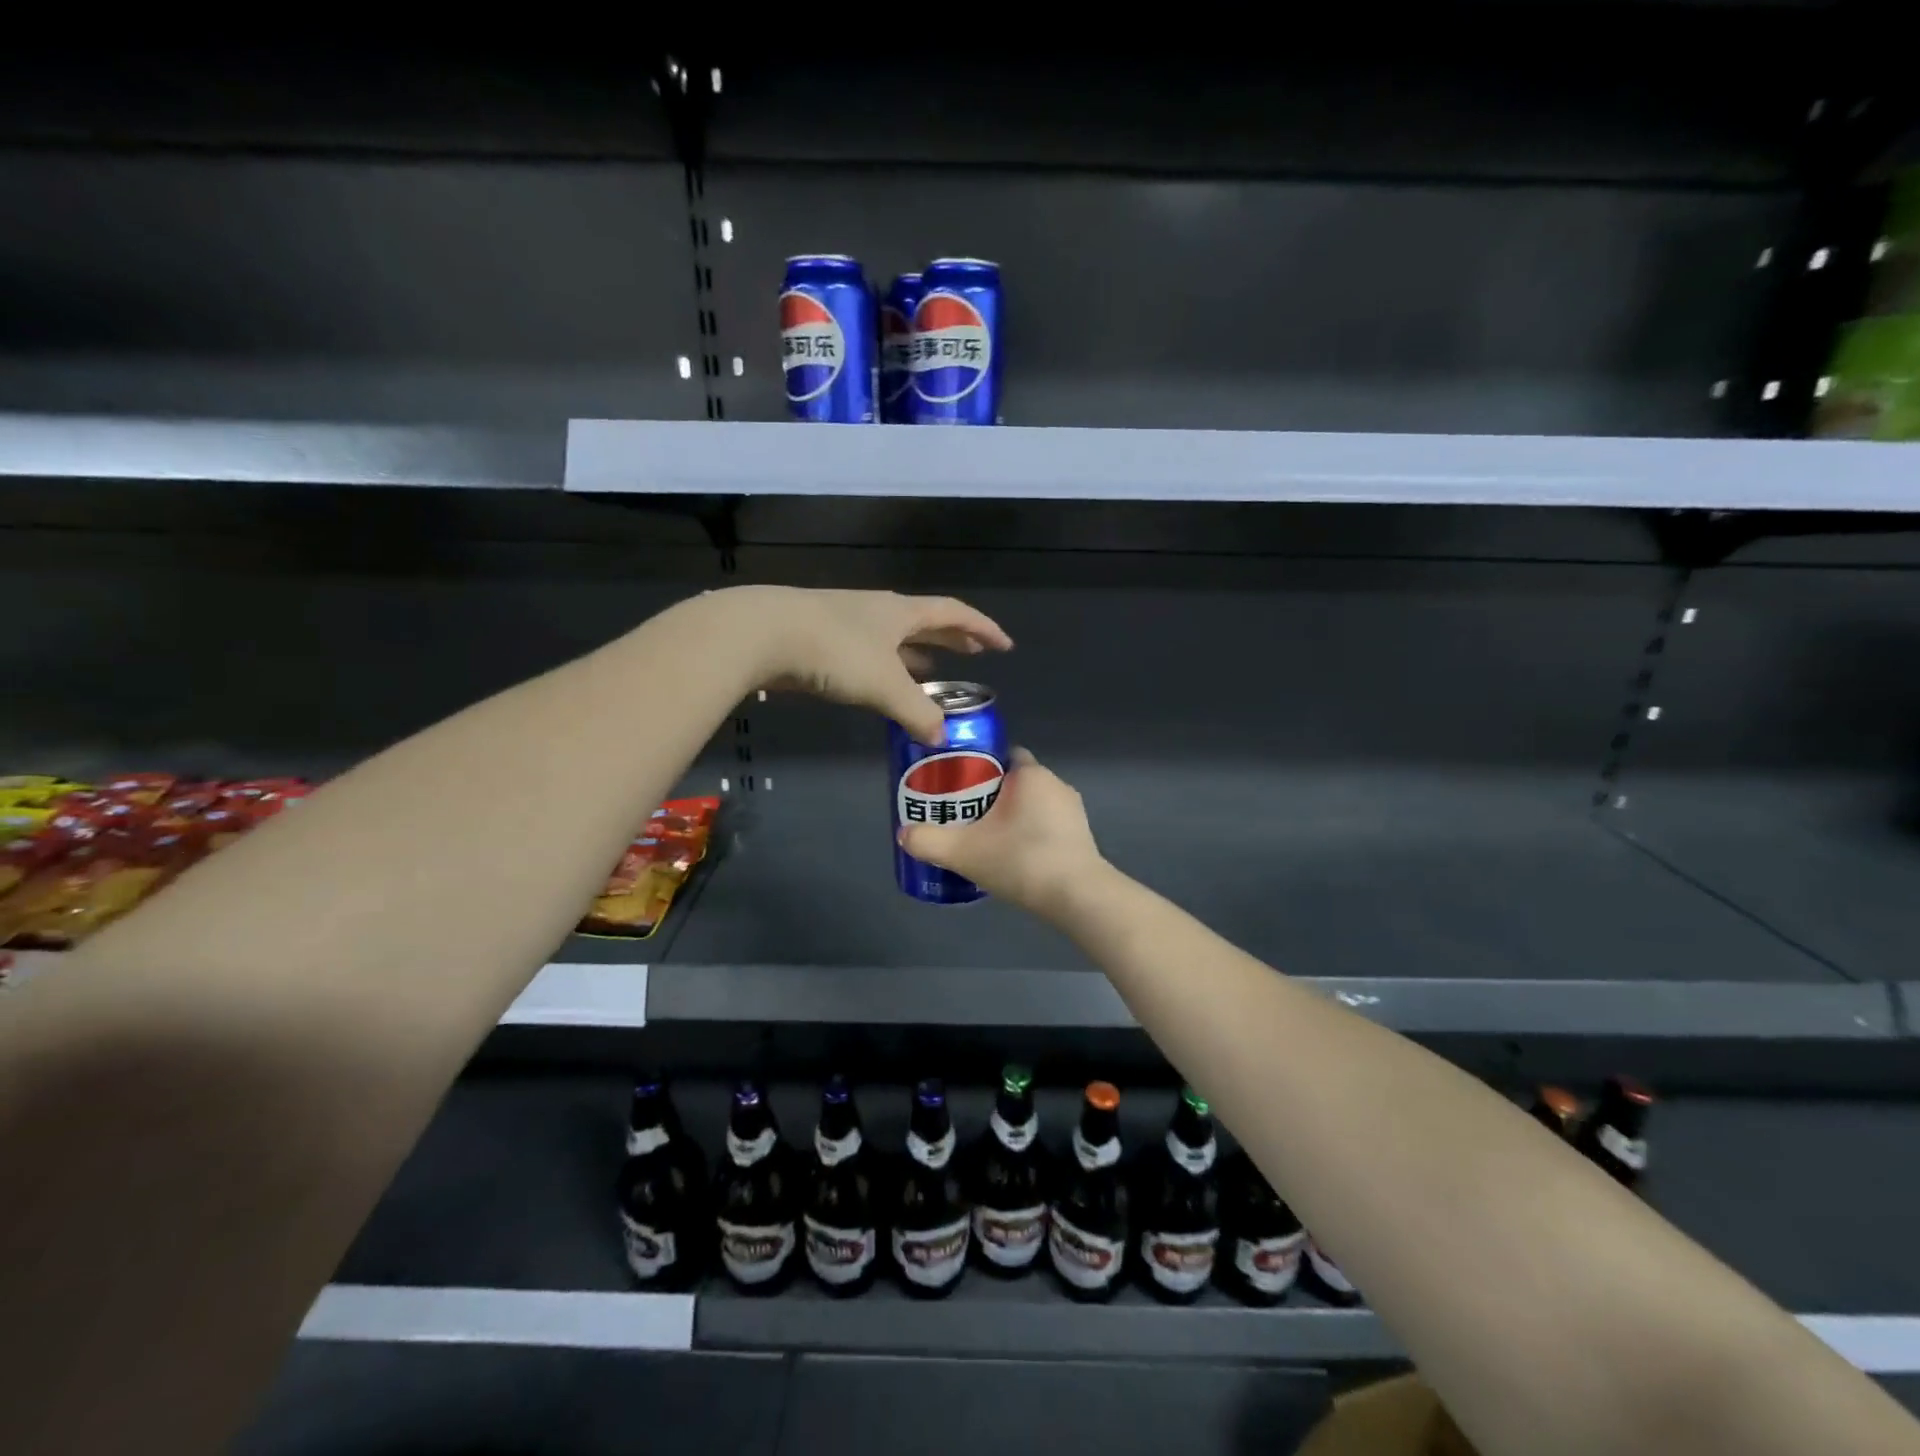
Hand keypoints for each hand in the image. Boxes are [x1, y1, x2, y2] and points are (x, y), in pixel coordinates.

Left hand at [722, 586, 1012, 744]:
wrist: (762, 634)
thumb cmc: (834, 651)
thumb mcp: (883, 685)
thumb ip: (916, 711)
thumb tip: (941, 737)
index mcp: (901, 612)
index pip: (954, 613)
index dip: (982, 628)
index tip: (1004, 645)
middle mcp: (878, 611)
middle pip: (925, 621)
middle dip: (953, 638)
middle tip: (975, 654)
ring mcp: (847, 623)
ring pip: (894, 638)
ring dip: (917, 654)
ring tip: (934, 671)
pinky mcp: (821, 640)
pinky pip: (868, 653)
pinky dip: (886, 668)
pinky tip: (882, 685)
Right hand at [898, 747, 1104, 914]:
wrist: (1077, 897)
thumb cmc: (1021, 860)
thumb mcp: (964, 852)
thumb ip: (929, 841)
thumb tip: (904, 834)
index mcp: (1030, 774)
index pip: (1002, 753)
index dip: (978, 764)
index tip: (958, 784)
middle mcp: (1055, 783)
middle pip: (1014, 780)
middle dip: (990, 793)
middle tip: (963, 814)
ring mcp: (1072, 811)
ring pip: (1032, 804)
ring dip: (1012, 815)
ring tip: (985, 837)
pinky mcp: (1081, 836)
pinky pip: (1048, 824)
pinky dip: (1030, 833)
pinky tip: (1014, 856)